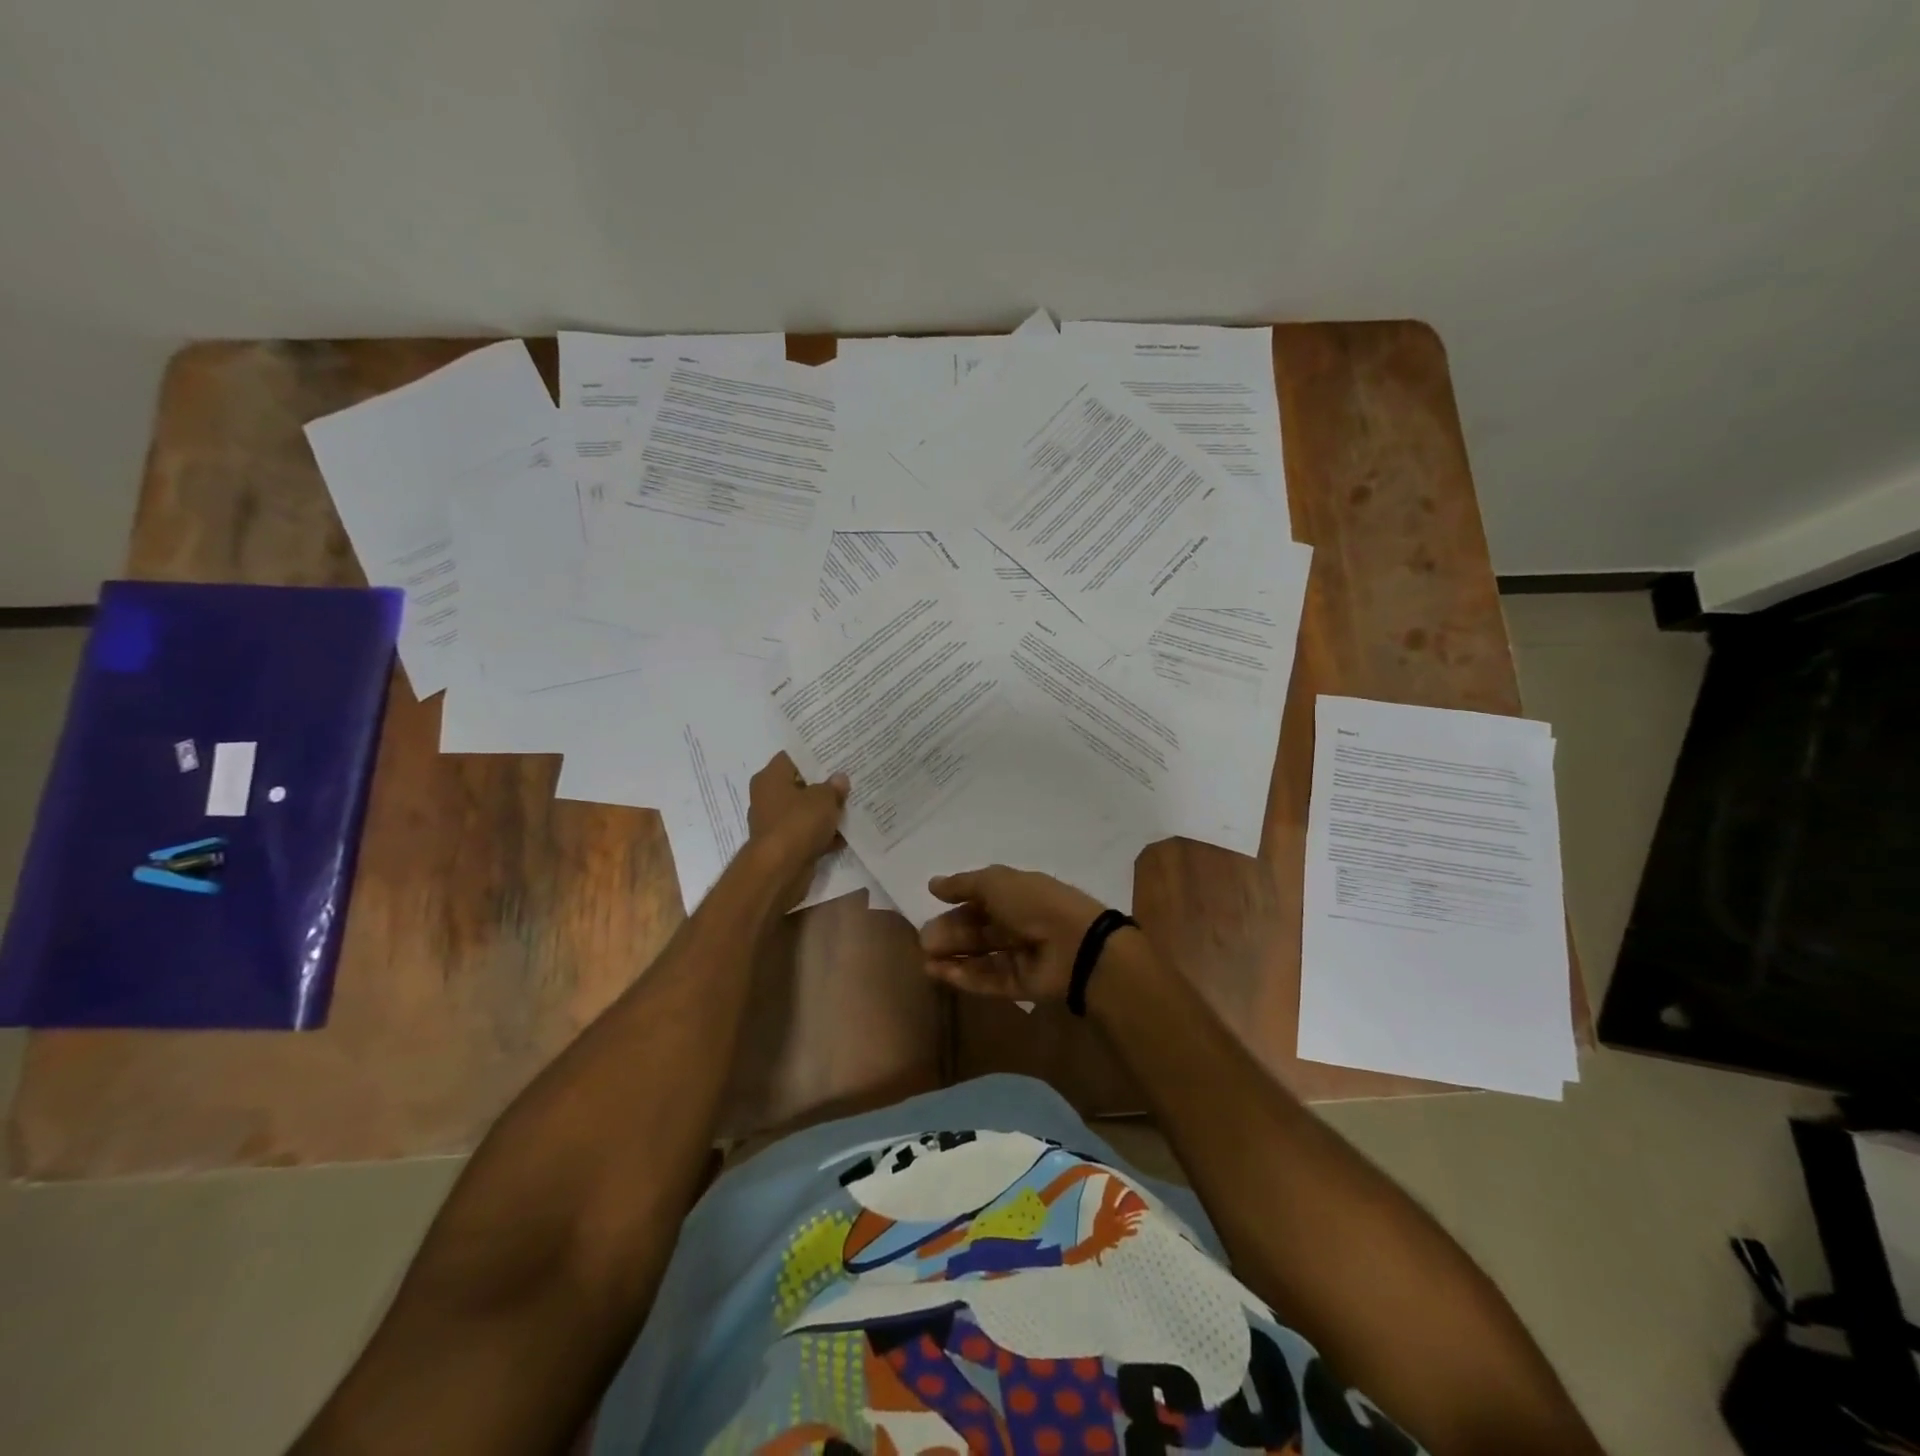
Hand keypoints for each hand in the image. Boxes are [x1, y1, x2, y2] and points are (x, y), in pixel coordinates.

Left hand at [746, 753, 848, 910]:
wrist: (780, 870)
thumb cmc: (798, 823)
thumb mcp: (823, 798)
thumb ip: (833, 787)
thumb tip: (839, 779)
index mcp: (770, 778)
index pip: (792, 757)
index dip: (814, 754)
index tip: (837, 753)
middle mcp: (768, 798)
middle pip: (800, 785)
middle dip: (824, 784)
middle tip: (850, 777)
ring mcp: (776, 823)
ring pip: (806, 811)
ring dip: (826, 811)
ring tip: (853, 803)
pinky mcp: (785, 846)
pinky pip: (809, 833)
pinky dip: (824, 834)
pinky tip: (847, 833)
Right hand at [919, 865, 1110, 1002]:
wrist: (1074, 944)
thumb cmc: (1034, 903)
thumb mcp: (995, 882)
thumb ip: (962, 884)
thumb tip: (933, 884)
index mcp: (1018, 894)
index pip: (982, 898)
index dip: (957, 901)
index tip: (931, 905)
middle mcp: (1019, 923)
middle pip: (978, 929)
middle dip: (951, 932)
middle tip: (924, 940)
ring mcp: (1021, 956)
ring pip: (980, 956)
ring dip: (953, 956)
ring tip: (926, 959)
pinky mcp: (1021, 986)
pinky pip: (989, 980)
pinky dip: (964, 976)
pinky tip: (939, 973)